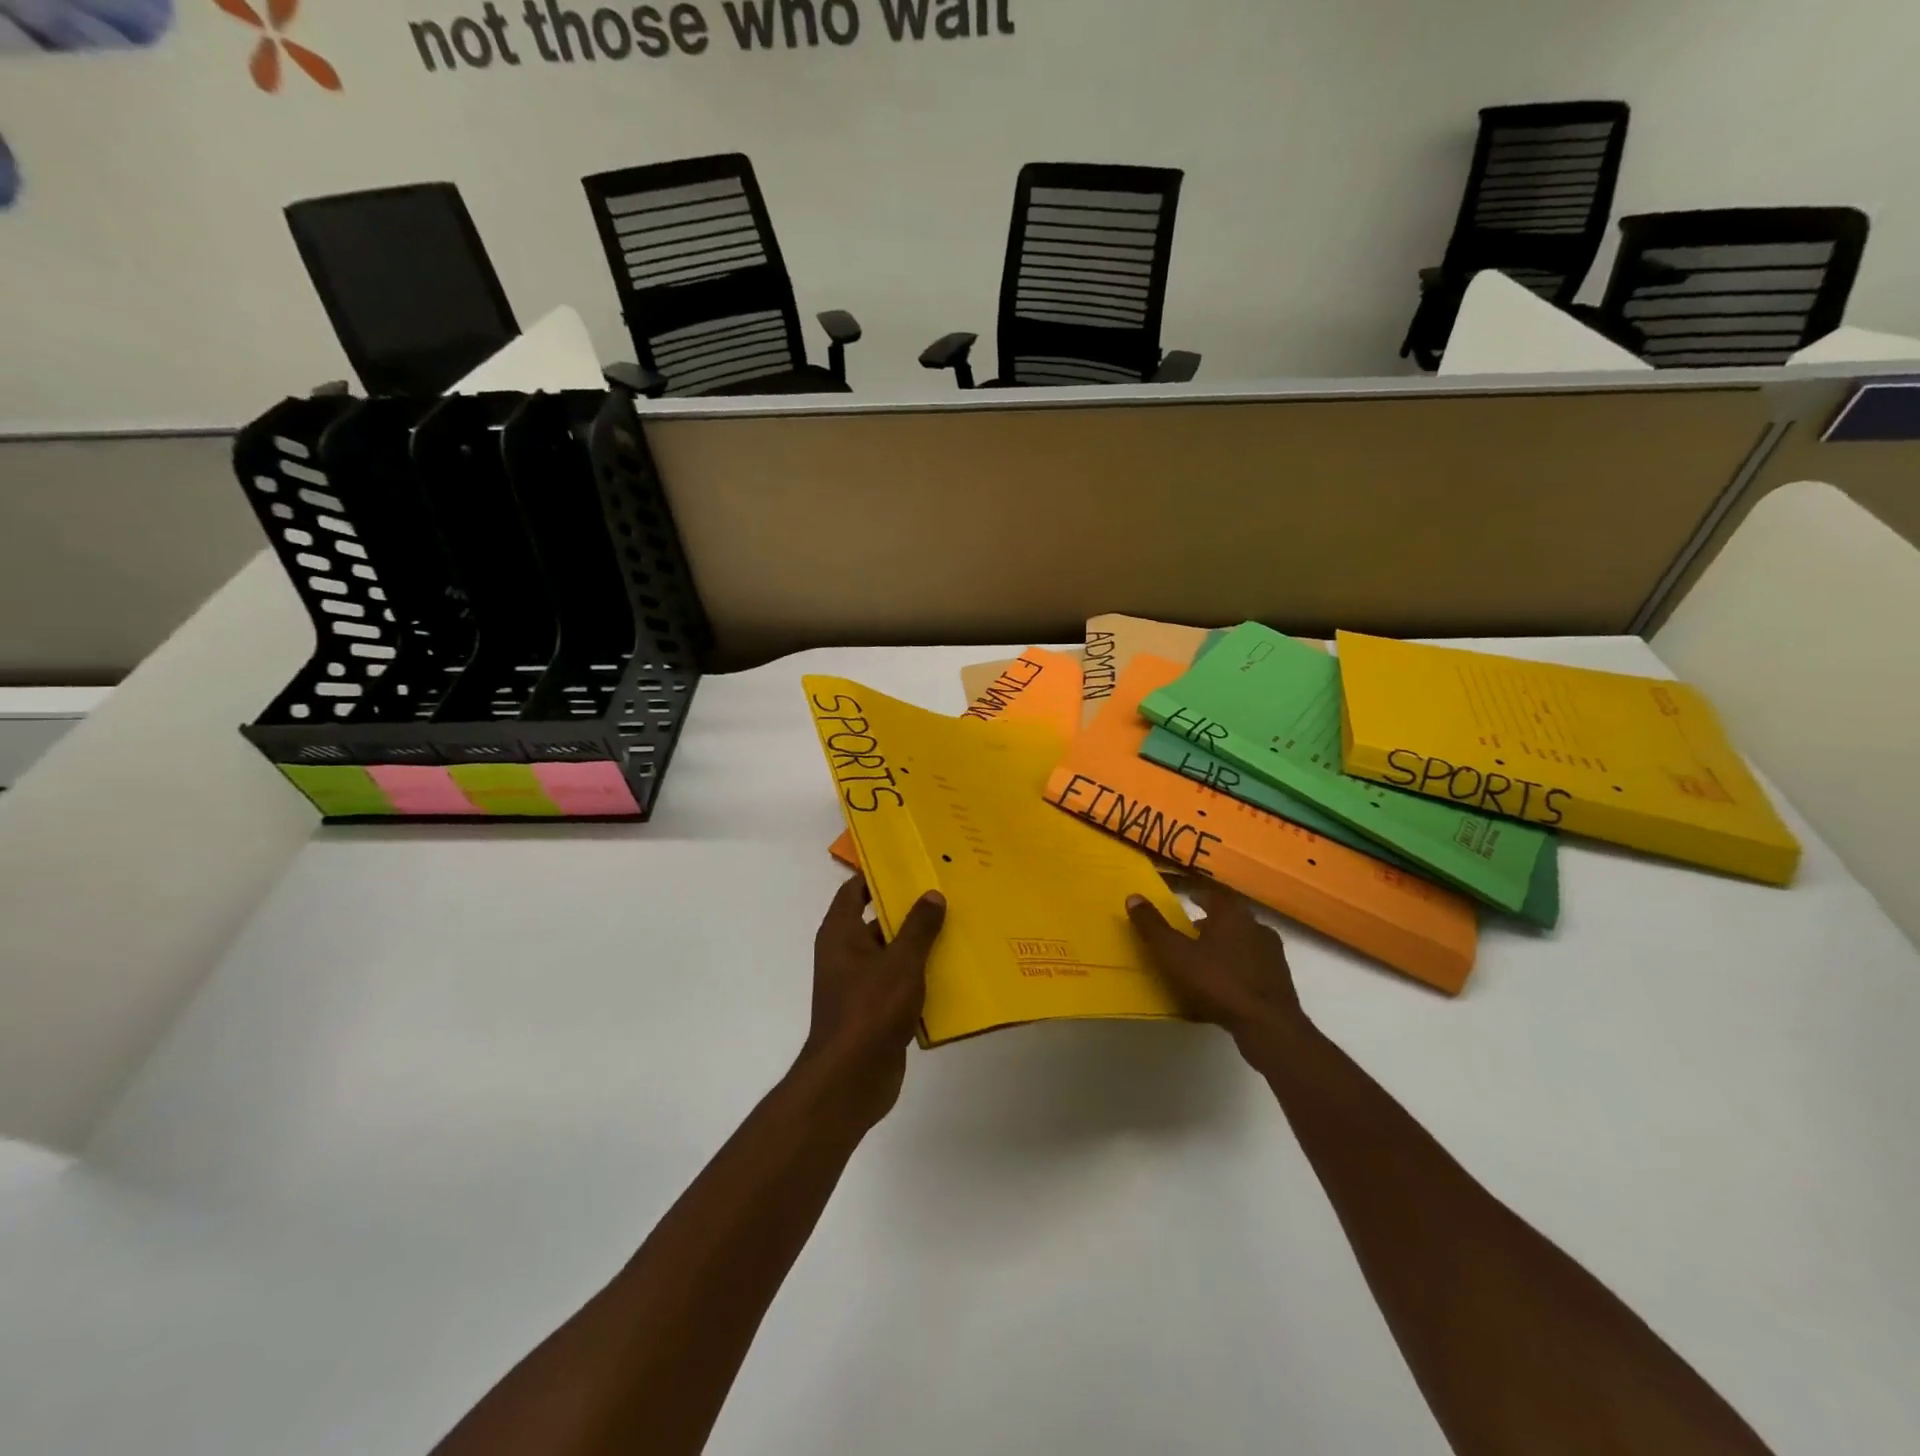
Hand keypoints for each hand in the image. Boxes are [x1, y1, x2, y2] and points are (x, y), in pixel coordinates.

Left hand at [797, 877, 945, 1128]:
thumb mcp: (901, 962)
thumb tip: (932, 894)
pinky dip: (921, 978)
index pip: (853, 890)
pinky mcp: (875, 1011)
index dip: (877, 875)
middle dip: (909, 910)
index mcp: (840, 934)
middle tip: (947, 893)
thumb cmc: (870, 1009)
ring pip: (893, 954)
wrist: (852, 1079)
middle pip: (877, 921)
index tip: (910, 864)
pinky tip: (955, 972)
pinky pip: (901, 984)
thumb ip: (918, 927)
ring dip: (920, 946)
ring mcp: (860, 984)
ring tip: (959, 928)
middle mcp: (845, 954)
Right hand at [1127, 881, 1308, 1048]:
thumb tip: (1133, 897)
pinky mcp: (1279, 978)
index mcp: (1232, 913)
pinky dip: (1234, 963)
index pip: (1209, 891)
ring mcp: (1271, 952)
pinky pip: (1250, 962)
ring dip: (1222, 941)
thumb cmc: (1218, 982)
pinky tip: (1222, 980)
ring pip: (1241, 938)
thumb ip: (1153, 927)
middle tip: (1188, 925)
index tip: (1179, 893)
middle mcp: (1255, 925)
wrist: (1268, 1025)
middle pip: (1228, 914)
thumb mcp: (1175, 954)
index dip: (1192, 891)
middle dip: (1208, 917)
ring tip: (1203, 955)